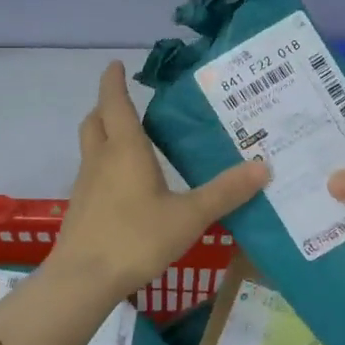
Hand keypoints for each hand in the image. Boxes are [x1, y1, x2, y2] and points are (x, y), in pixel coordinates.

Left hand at [47, 62, 269, 299]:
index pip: (115, 102)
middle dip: (108, 106)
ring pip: (91, 146)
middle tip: (127, 102)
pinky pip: (91, 172)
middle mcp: (100, 159)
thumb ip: (225, 192)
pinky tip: (126, 185)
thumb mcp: (189, 216)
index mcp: (125, 149)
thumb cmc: (136, 237)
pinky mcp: (80, 207)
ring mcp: (85, 184)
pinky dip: (105, 164)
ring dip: (105, 134)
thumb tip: (264, 167)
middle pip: (95, 120)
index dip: (114, 81)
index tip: (117, 65)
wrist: (83, 280)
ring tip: (132, 141)